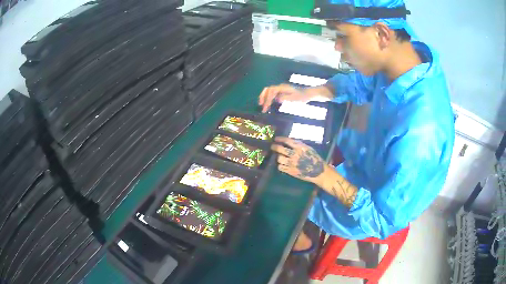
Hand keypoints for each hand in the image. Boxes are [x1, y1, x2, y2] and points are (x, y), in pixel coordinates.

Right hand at [258, 84, 308, 112]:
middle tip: (260, 104)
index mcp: (282, 88)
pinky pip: (272, 94)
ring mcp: (280, 89)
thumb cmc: (301, 97)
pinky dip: (268, 98)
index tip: (265, 106)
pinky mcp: (281, 92)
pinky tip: (268, 104)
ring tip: (262, 104)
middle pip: (268, 89)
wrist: (307, 94)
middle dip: (263, 96)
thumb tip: (276, 98)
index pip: (271, 91)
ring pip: (269, 91)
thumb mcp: (294, 98)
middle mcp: (280, 87)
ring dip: (264, 97)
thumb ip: (285, 97)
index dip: (267, 99)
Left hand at [271, 137, 325, 183]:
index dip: (280, 139)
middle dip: (274, 147)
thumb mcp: (308, 148)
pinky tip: (282, 164)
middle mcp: (295, 154)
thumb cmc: (314, 158)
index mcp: (300, 147)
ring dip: (278, 157)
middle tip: (273, 146)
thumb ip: (299, 144)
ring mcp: (292, 163)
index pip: (287, 141)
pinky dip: (280, 165)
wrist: (318, 172)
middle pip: (280, 149)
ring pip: (279, 158)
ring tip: (280, 157)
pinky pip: (280, 167)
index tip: (276, 138)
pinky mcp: (290, 171)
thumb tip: (289, 141)